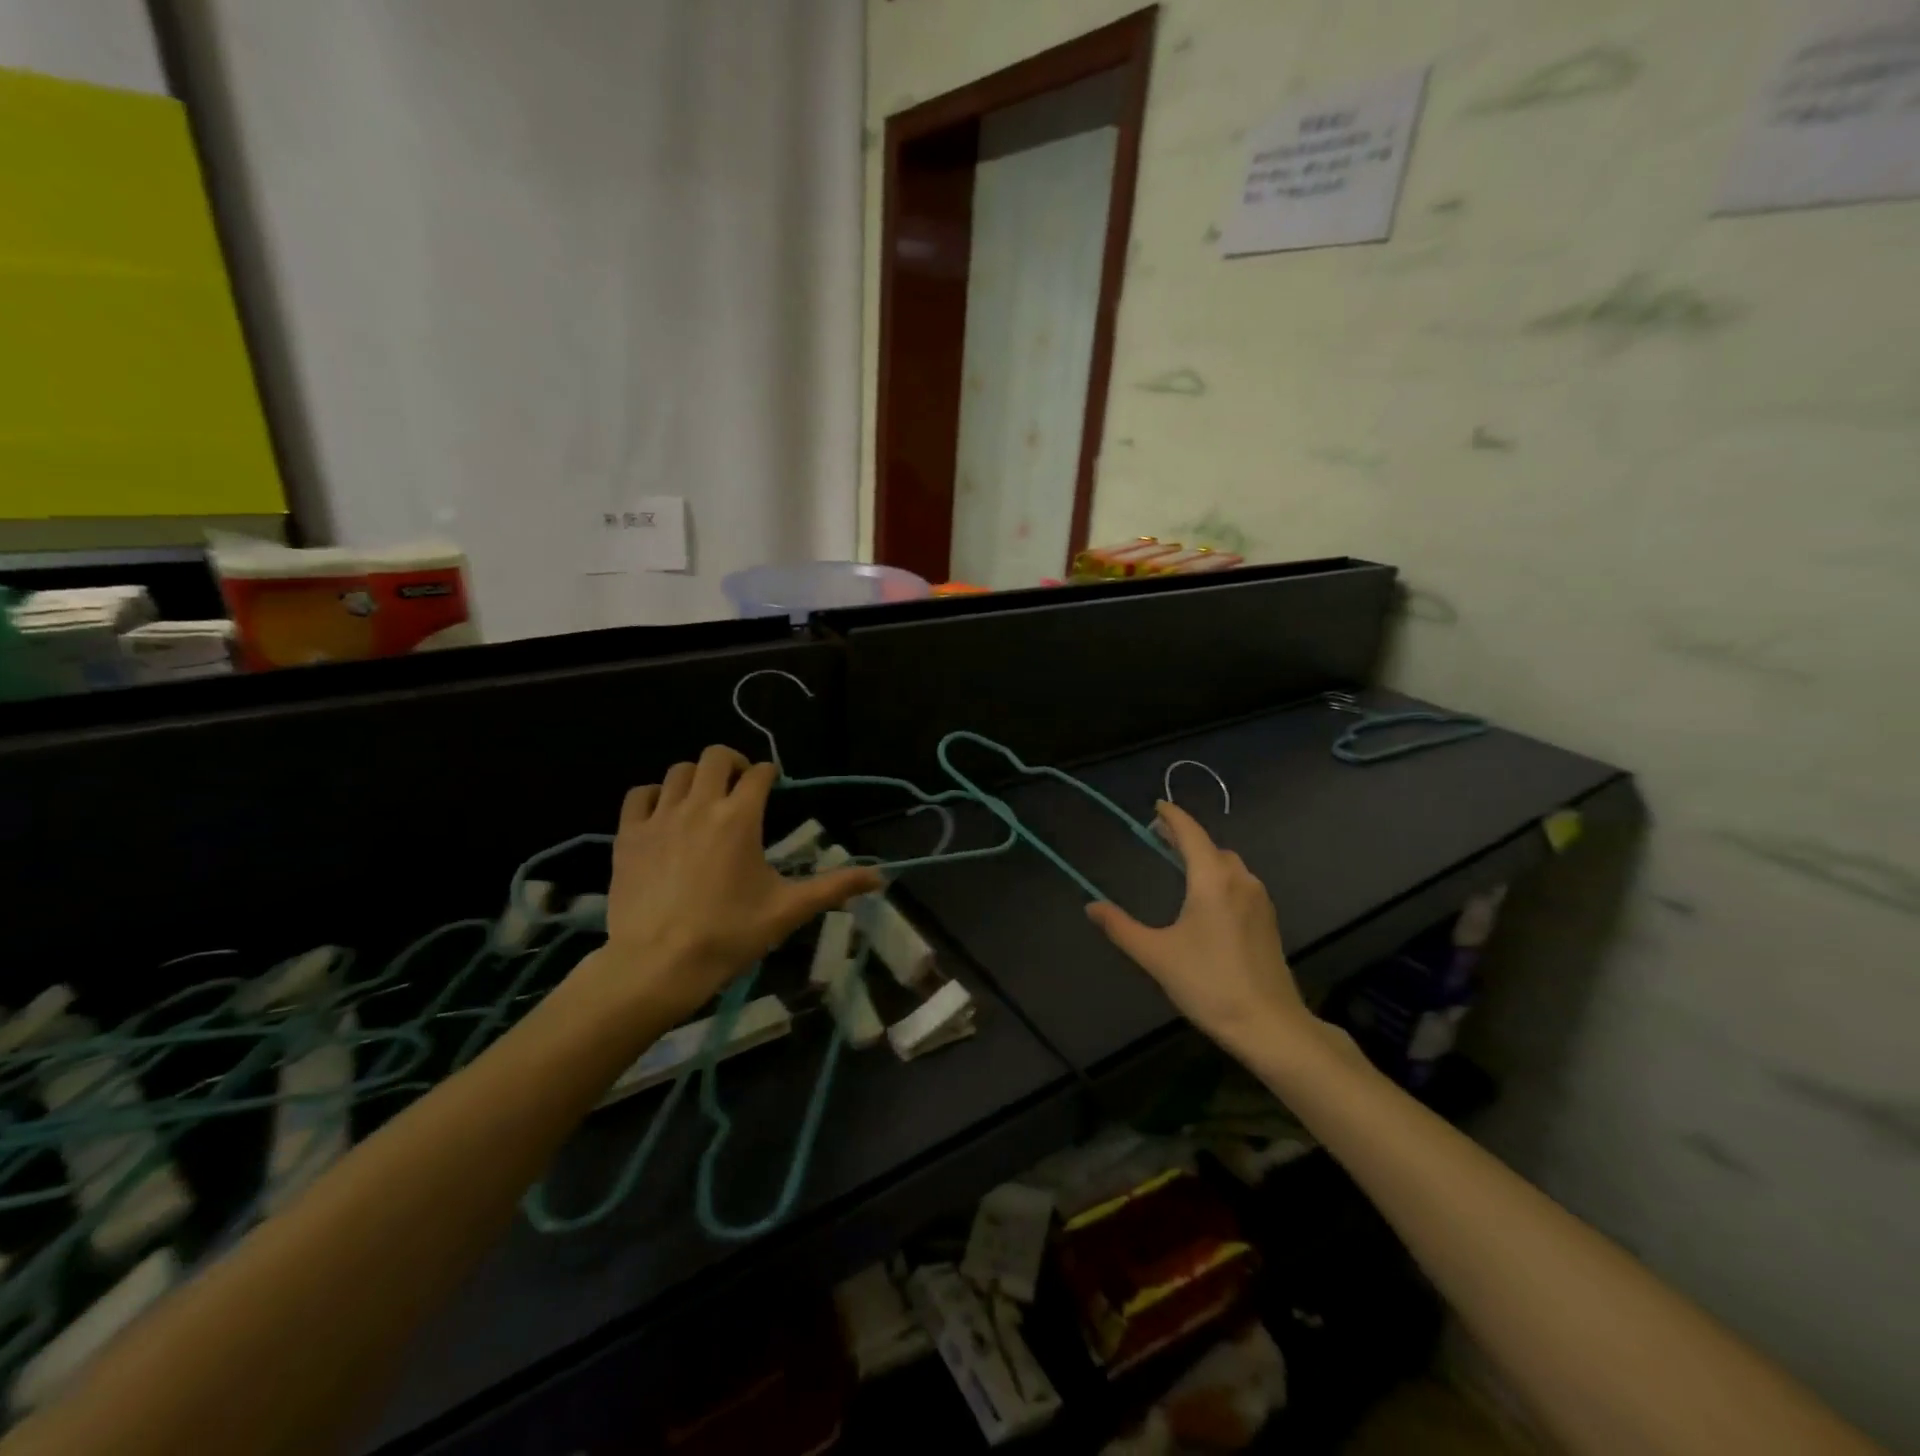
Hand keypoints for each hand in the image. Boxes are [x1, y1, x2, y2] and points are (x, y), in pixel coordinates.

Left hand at [589, 745, 881, 1022]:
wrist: (657, 965)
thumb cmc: (729, 935)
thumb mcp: (788, 910)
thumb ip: (835, 886)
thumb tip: (880, 877)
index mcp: (740, 817)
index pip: (758, 773)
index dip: (770, 774)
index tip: (774, 785)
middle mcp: (699, 805)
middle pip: (715, 757)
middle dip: (733, 763)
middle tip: (740, 786)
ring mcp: (659, 818)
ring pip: (677, 771)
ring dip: (696, 778)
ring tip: (704, 800)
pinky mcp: (628, 835)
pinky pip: (639, 795)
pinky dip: (654, 796)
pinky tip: (663, 815)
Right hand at [1086, 802, 1317, 1055]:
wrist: (1269, 1025)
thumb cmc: (1208, 984)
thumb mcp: (1156, 955)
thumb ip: (1121, 927)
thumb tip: (1091, 906)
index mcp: (1212, 880)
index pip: (1191, 834)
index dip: (1173, 817)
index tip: (1158, 806)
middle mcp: (1240, 881)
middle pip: (1212, 847)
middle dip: (1187, 837)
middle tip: (1161, 837)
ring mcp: (1260, 901)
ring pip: (1230, 865)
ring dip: (1206, 857)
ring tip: (1182, 864)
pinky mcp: (1269, 921)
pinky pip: (1241, 884)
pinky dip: (1221, 876)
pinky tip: (1208, 897)